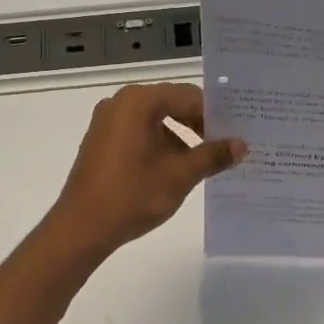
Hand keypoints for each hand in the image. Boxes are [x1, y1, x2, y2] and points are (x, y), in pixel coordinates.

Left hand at [47, 83, 245, 259]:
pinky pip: (140, 131)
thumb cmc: (132, 195)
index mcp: (139, 101)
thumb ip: (212, 155)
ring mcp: (108, 121)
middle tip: (227, 144)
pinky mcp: (102, 140)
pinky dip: (161, 143)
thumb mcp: (180, 175)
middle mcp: (121, 102)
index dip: (215, 113)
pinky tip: (177, 167)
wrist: (82, 227)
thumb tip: (241, 145)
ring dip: (182, 136)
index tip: (237, 132)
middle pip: (172, 103)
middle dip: (200, 123)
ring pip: (156, 119)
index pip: (189, 96)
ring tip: (207, 160)